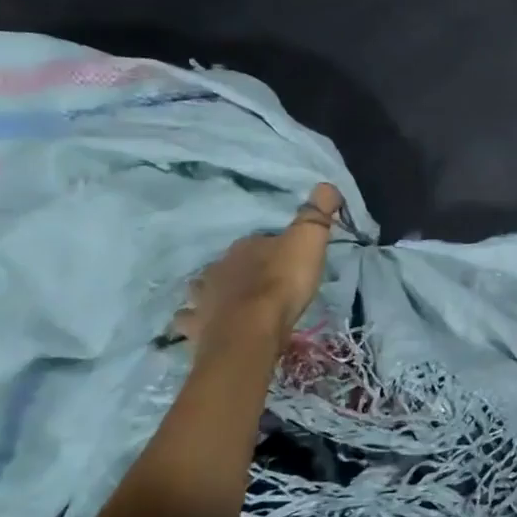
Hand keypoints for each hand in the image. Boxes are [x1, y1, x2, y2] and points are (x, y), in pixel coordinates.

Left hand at [173, 183, 342, 347]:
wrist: (251, 331)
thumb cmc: (281, 284)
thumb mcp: (309, 241)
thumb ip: (317, 214)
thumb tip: (327, 185)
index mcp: (244, 247)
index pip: (257, 241)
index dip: (271, 249)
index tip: (287, 260)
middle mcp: (217, 268)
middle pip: (228, 265)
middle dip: (240, 272)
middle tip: (260, 283)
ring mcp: (202, 299)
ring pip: (202, 290)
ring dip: (211, 294)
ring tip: (227, 304)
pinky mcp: (196, 329)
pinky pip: (189, 322)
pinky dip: (195, 322)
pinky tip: (205, 328)